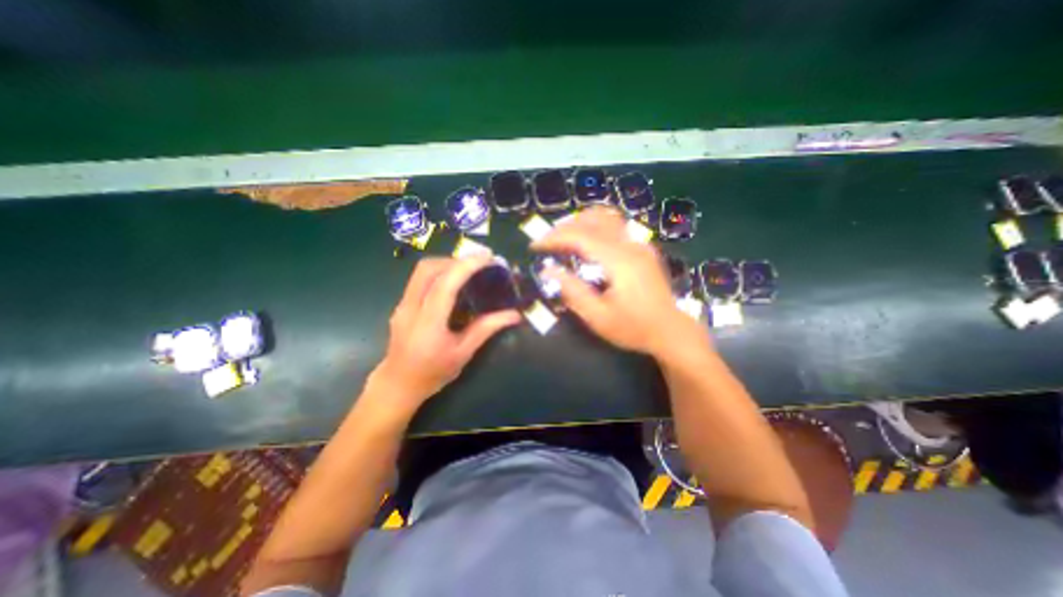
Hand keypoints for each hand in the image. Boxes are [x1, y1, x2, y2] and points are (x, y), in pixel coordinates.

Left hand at [370, 254, 521, 414]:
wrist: (398, 385)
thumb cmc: (433, 373)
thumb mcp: (463, 353)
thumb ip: (487, 329)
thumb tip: (514, 315)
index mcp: (427, 323)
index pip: (445, 284)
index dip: (466, 266)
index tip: (488, 257)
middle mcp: (410, 308)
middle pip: (427, 268)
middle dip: (455, 260)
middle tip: (478, 263)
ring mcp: (402, 304)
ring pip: (421, 271)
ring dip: (446, 264)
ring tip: (469, 270)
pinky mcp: (401, 305)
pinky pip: (420, 279)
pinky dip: (439, 273)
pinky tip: (453, 284)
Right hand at [535, 208, 707, 355]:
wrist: (671, 331)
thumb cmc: (634, 328)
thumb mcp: (598, 318)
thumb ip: (573, 292)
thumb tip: (549, 270)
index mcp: (620, 261)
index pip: (581, 236)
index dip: (554, 238)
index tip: (535, 246)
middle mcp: (631, 245)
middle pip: (593, 220)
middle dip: (564, 227)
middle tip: (547, 241)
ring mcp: (640, 243)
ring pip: (607, 216)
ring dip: (581, 221)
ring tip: (563, 235)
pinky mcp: (643, 248)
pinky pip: (616, 225)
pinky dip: (595, 225)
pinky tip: (587, 239)